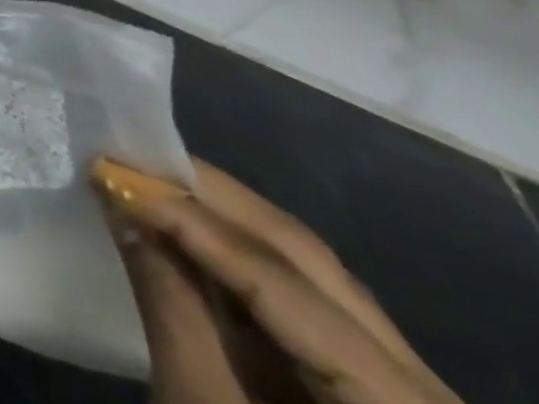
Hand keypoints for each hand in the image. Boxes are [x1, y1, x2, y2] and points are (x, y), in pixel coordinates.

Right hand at [93, 158, 461, 403]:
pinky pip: (304, 296)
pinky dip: (238, 254)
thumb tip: (121, 200)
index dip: (191, 219)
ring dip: (219, 217)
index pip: (281, 280)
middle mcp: (424, 384)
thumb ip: (169, 300)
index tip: (114, 170)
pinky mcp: (370, 382)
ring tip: (150, 180)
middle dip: (207, 198)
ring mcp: (403, 381)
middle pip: (304, 258)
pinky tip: (188, 228)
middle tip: (130, 157)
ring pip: (307, 267)